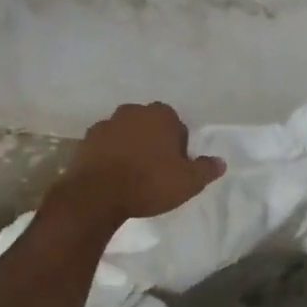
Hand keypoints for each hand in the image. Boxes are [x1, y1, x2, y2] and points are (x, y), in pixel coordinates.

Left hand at [46, 101, 224, 228]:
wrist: (97, 195)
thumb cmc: (149, 183)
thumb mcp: (188, 182)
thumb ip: (206, 169)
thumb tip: (221, 162)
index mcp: (160, 115)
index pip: (176, 125)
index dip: (178, 146)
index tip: (176, 166)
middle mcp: (133, 111)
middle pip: (150, 126)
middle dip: (153, 142)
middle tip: (156, 170)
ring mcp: (106, 124)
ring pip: (126, 133)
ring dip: (130, 147)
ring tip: (133, 175)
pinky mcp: (85, 140)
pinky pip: (105, 145)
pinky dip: (110, 155)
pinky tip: (113, 176)